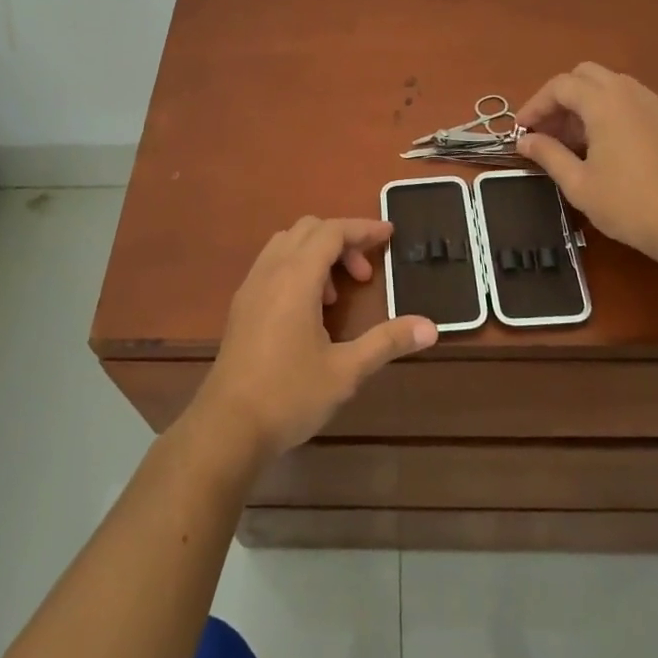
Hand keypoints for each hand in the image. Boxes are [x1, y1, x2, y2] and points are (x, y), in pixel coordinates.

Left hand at [193, 217, 437, 461]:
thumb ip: (387, 342)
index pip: (332, 231)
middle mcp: (271, 271)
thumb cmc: (289, 396)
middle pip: (308, 229)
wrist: (227, 428)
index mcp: (296, 277)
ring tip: (337, 295)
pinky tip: (309, 310)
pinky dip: (297, 267)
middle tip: (365, 276)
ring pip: (287, 243)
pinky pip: (272, 263)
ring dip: (317, 253)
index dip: (363, 229)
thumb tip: (430, 327)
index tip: (389, 235)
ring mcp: (251, 286)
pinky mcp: (241, 305)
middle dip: (342, 240)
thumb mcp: (346, 371)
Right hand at [515, 63, 657, 270]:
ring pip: (607, 84)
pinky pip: (626, 98)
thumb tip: (524, 141)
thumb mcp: (578, 183)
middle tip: (546, 131)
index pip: (560, 86)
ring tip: (569, 140)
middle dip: (559, 98)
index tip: (522, 131)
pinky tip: (599, 144)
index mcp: (604, 102)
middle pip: (584, 75)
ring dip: (582, 102)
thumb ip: (548, 154)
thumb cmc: (628, 204)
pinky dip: (605, 109)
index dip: (535, 105)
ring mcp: (651, 103)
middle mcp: (628, 92)